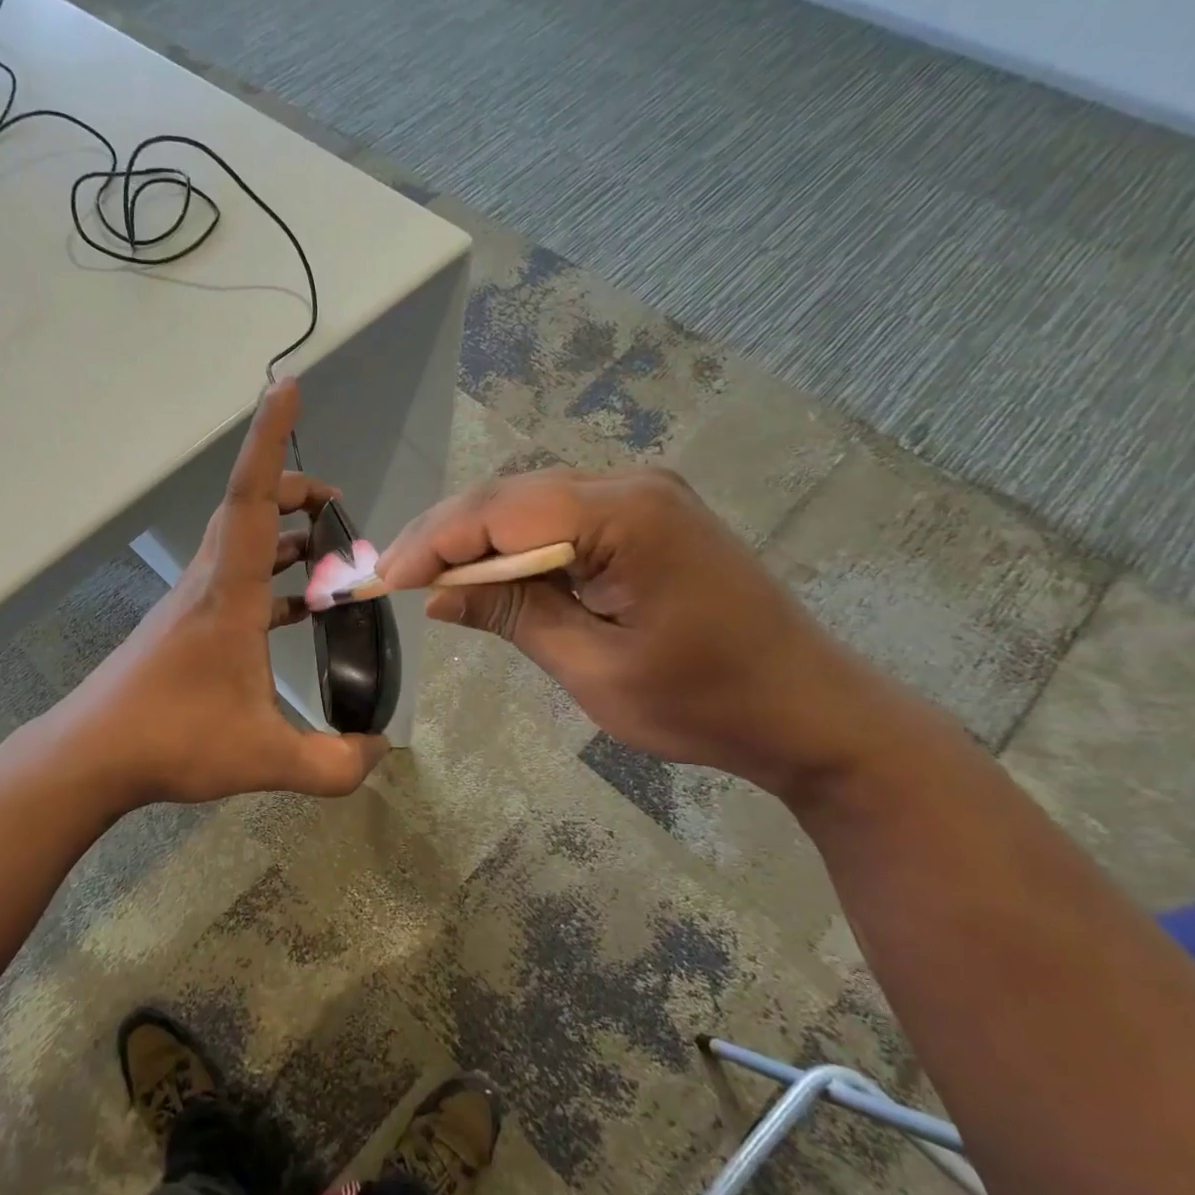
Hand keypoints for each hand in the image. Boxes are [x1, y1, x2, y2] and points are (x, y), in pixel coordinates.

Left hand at [48, 382, 388, 810]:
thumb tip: (381, 752)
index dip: (270, 437)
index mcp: (229, 592)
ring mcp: (194, 601)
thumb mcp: (267, 758)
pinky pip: (236, 578)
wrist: (94, 755)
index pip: (251, 496)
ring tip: (326, 552)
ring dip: (283, 535)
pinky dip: (269, 577)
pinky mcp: (187, 624)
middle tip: (335, 505)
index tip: (287, 386)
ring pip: (241, 542)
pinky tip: (295, 612)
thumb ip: (334, 764)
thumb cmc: (175, 740)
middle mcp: (210, 581)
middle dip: (294, 490)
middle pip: (249, 508)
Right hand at [377, 467, 901, 799]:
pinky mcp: (648, 516)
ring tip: (426, 577)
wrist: (810, 711)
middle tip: (393, 577)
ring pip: (529, 503)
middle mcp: (632, 484)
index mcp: (626, 515)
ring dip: (476, 539)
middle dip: (446, 536)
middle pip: (510, 497)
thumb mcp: (594, 669)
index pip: (500, 511)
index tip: (384, 580)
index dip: (434, 542)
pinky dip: (515, 546)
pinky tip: (488, 575)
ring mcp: (644, 495)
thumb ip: (512, 618)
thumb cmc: (705, 702)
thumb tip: (438, 595)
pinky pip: (560, 518)